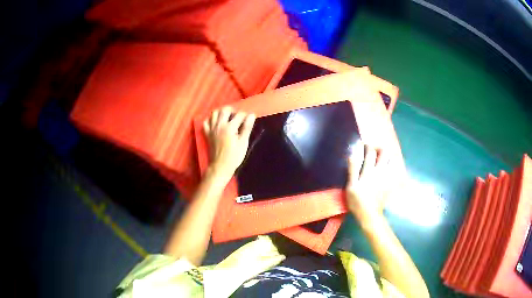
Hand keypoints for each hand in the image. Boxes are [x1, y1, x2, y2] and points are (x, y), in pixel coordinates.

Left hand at [203, 107, 255, 177]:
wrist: (220, 166)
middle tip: (237, 116)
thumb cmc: (234, 156)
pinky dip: (211, 119)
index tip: (249, 119)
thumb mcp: (243, 143)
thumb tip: (252, 115)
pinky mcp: (207, 133)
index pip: (239, 115)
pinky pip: (206, 122)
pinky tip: (216, 123)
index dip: (245, 116)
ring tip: (227, 117)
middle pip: (225, 110)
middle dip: (233, 110)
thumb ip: (247, 128)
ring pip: (214, 113)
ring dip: (221, 112)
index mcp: (229, 127)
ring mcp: (211, 129)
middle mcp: (219, 125)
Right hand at [346, 144, 390, 227]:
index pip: (370, 152)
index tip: (363, 146)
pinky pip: (396, 170)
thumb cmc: (357, 201)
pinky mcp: (391, 183)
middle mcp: (380, 171)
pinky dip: (393, 166)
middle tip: (374, 151)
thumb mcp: (351, 186)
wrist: (370, 215)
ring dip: (387, 156)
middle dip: (379, 148)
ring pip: (392, 160)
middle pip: (384, 152)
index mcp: (369, 171)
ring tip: (381, 158)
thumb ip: (353, 169)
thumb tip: (352, 154)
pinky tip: (389, 168)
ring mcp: (387, 177)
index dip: (367, 146)